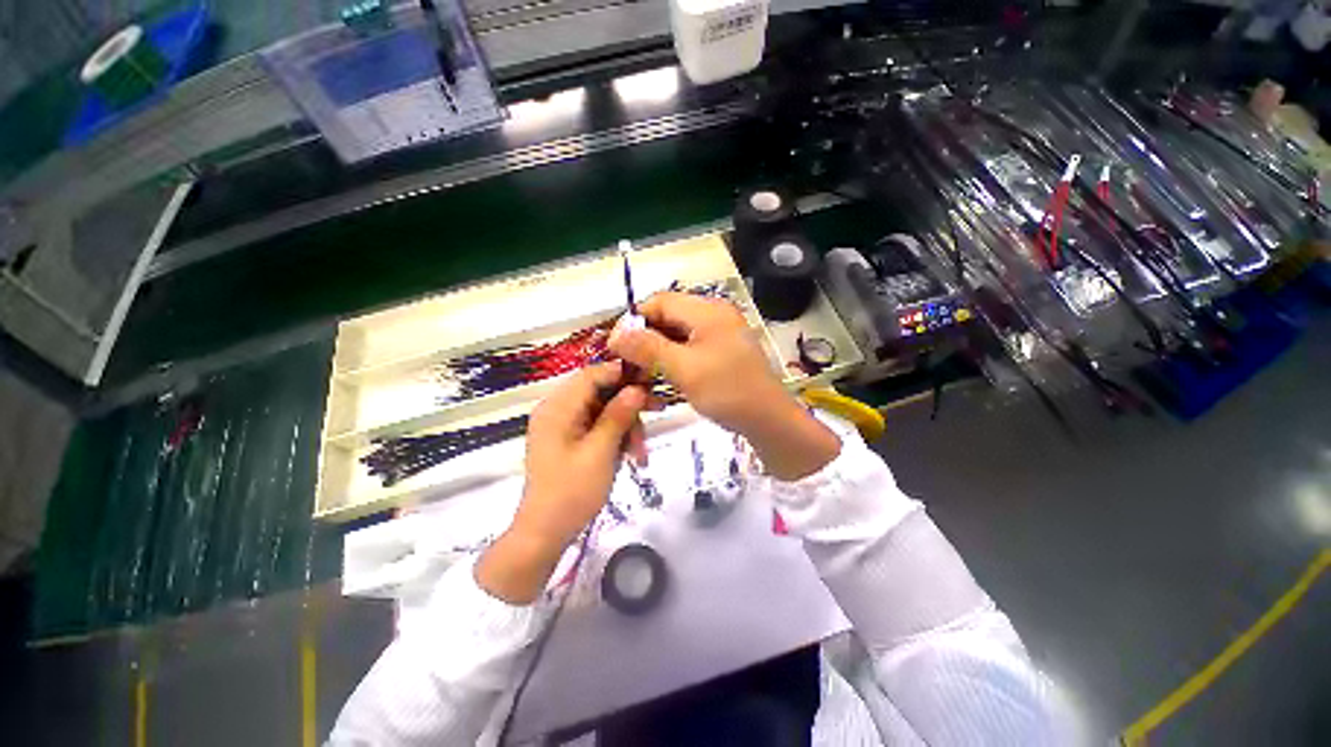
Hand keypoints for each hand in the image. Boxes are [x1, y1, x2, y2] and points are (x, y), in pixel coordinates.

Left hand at [476, 362, 648, 603]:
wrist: (545, 534)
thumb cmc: (571, 492)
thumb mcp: (600, 452)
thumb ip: (618, 416)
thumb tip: (637, 388)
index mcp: (557, 408)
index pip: (592, 374)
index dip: (622, 372)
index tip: (651, 378)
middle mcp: (557, 410)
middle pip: (600, 391)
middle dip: (629, 404)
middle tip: (658, 409)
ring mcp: (563, 425)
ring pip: (603, 410)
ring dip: (626, 425)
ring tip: (640, 452)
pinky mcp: (570, 439)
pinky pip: (598, 426)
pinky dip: (616, 437)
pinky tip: (631, 455)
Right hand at [609, 293, 839, 480]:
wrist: (768, 421)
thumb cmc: (727, 391)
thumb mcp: (684, 369)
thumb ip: (648, 348)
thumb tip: (615, 335)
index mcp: (708, 310)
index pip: (660, 301)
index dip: (634, 320)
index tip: (616, 346)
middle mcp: (714, 315)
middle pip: (668, 317)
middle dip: (645, 338)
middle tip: (628, 365)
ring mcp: (719, 333)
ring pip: (677, 335)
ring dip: (657, 352)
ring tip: (642, 374)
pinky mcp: (721, 351)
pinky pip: (689, 348)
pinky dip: (672, 360)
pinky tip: (662, 377)